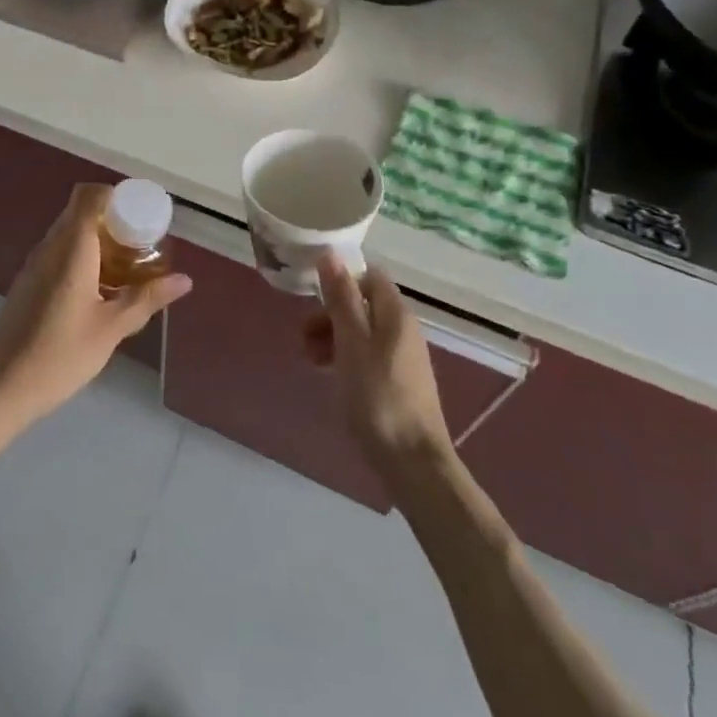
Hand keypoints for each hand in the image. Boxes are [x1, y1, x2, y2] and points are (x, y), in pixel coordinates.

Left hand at [0, 184, 191, 429]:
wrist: (1, 388)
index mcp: (71, 249)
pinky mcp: (27, 282)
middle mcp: (49, 247)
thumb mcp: (111, 328)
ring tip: (126, 267)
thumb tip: (184, 280)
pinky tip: (99, 289)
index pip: (88, 196)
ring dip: (97, 239)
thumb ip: (147, 299)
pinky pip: (58, 252)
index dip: (116, 195)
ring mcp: (34, 264)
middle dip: (112, 219)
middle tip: (141, 243)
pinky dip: (82, 256)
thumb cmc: (60, 355)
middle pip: (80, 211)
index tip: (141, 214)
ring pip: (68, 233)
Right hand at [307, 252, 454, 476]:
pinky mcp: (399, 382)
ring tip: (310, 360)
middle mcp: (404, 329)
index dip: (341, 281)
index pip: (369, 277)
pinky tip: (331, 376)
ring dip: (333, 337)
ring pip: (363, 331)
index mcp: (395, 314)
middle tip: (304, 337)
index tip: (312, 298)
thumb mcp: (351, 343)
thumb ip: (341, 298)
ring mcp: (404, 357)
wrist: (412, 462)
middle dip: (330, 314)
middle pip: (363, 304)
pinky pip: (368, 355)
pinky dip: (346, 357)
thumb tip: (330, 254)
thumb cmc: (378, 397)